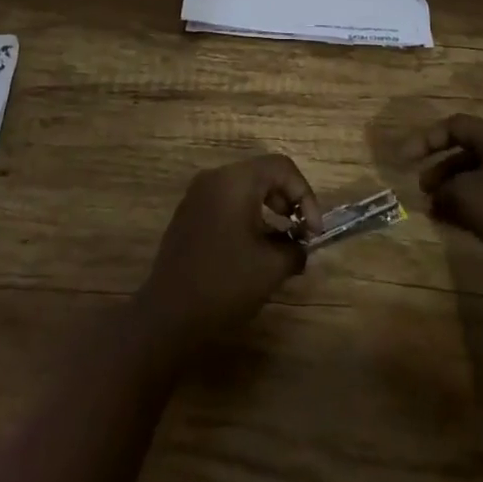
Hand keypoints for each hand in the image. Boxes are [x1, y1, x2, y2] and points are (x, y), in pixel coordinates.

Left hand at [133, 155, 321, 349]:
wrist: (169, 314)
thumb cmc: (224, 283)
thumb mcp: (271, 268)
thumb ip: (295, 249)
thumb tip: (301, 246)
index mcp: (236, 180)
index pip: (282, 167)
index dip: (305, 196)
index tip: (313, 232)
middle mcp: (215, 177)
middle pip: (262, 173)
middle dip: (288, 200)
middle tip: (300, 233)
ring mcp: (198, 194)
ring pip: (244, 188)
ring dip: (268, 209)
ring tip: (280, 243)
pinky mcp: (189, 213)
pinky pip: (226, 201)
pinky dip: (246, 215)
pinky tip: (252, 248)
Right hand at [412, 114, 482, 278]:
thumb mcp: (468, 195)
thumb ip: (445, 191)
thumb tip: (436, 197)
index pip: (455, 126)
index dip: (426, 139)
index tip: (404, 159)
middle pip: (468, 153)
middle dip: (441, 169)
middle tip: (422, 189)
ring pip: (479, 180)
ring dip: (454, 193)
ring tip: (434, 211)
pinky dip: (471, 210)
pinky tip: (456, 226)